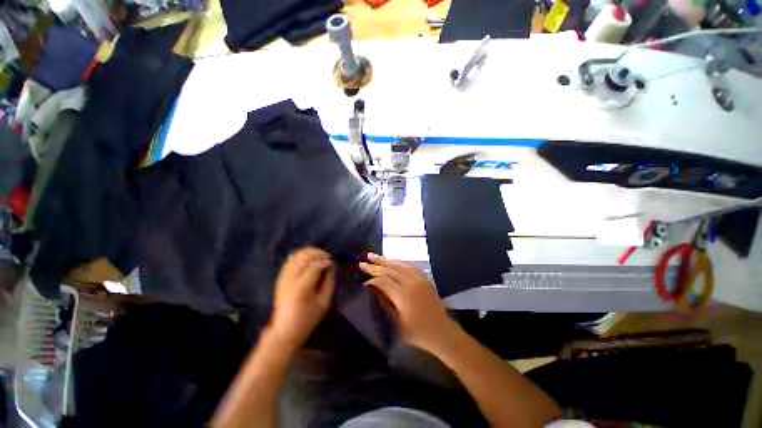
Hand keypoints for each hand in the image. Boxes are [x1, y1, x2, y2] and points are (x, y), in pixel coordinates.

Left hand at [270, 247, 336, 351]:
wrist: (285, 330)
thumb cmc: (308, 318)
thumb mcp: (324, 302)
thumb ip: (330, 281)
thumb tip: (332, 265)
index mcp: (302, 287)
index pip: (315, 265)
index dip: (326, 260)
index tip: (333, 261)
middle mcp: (291, 279)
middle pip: (305, 256)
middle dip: (318, 253)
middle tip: (328, 256)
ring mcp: (283, 277)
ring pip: (296, 255)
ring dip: (310, 252)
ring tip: (320, 256)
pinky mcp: (280, 278)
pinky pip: (290, 260)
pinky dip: (301, 255)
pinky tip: (309, 258)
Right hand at [359, 253, 457, 351]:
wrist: (442, 332)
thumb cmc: (418, 333)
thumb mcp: (397, 324)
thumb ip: (385, 305)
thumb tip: (373, 291)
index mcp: (403, 295)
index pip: (383, 281)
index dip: (372, 280)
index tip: (363, 282)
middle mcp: (410, 283)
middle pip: (390, 270)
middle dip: (375, 265)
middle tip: (363, 261)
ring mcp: (419, 279)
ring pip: (399, 265)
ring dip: (386, 260)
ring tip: (374, 256)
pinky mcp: (425, 279)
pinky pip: (410, 266)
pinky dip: (400, 263)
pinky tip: (394, 262)